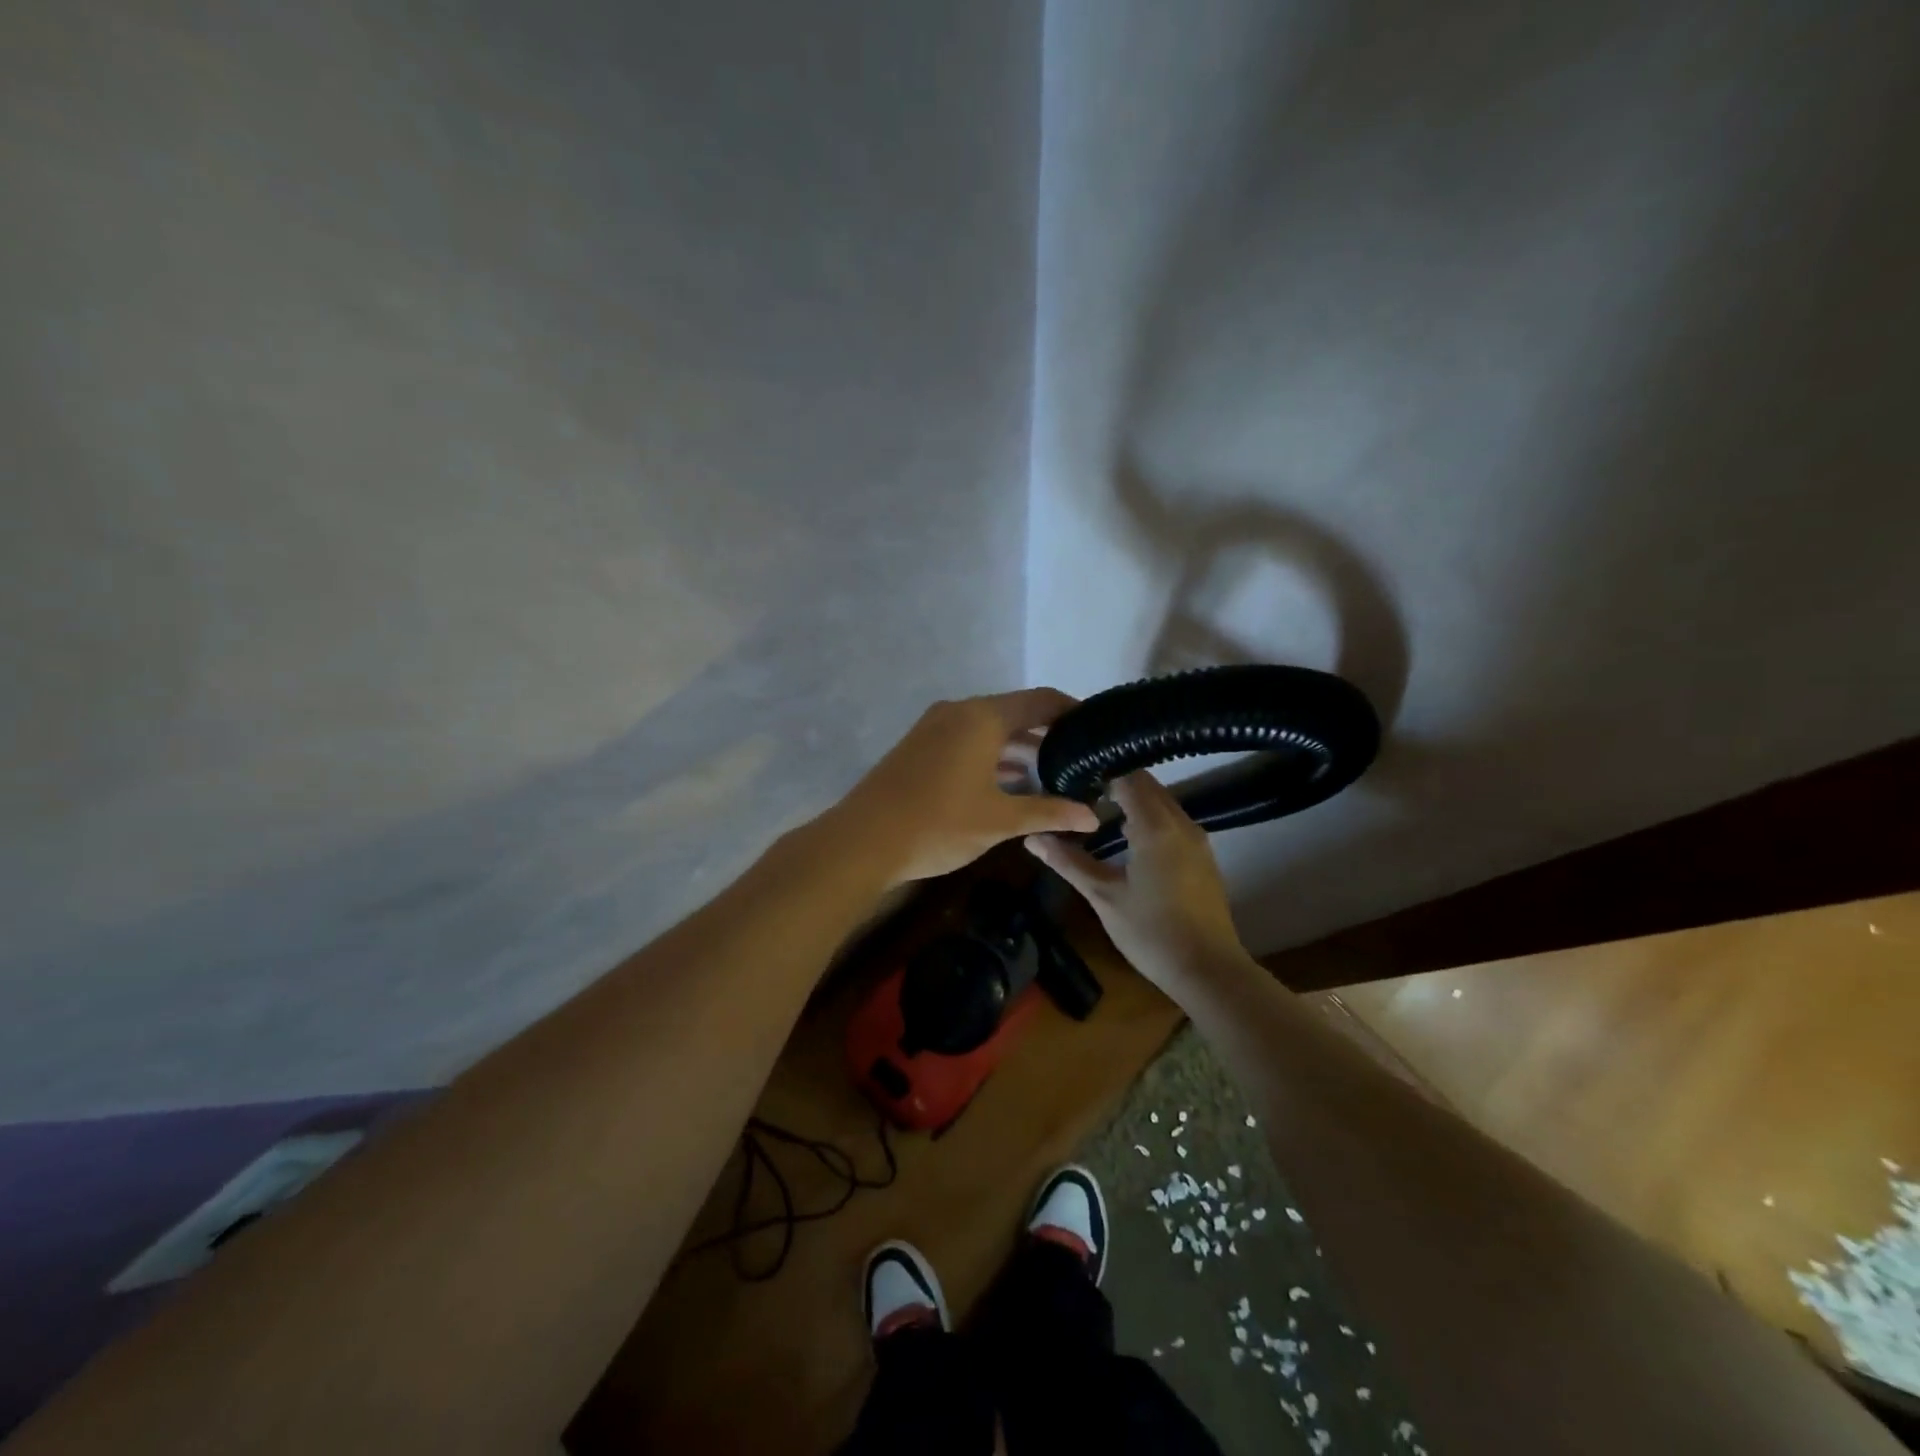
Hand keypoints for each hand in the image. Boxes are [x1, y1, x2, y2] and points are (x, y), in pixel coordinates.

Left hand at [829, 689, 1101, 886]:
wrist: (862, 841)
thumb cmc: (939, 824)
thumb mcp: (1000, 821)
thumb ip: (1048, 813)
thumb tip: (1094, 818)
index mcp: (982, 717)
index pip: (1040, 700)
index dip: (1072, 711)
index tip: (1098, 729)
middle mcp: (958, 712)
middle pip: (1014, 713)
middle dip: (1047, 734)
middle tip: (1080, 759)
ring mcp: (934, 728)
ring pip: (988, 729)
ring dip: (1018, 748)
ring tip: (1052, 775)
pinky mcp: (918, 747)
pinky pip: (967, 741)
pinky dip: (992, 756)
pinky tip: (1009, 784)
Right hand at [1025, 770, 1248, 993]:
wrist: (1208, 971)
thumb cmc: (1151, 932)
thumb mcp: (1103, 896)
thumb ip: (1068, 862)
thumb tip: (1032, 837)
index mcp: (1156, 827)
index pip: (1127, 777)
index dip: (1098, 772)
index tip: (1070, 776)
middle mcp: (1181, 823)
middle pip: (1147, 784)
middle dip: (1114, 782)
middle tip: (1076, 791)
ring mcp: (1197, 839)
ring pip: (1162, 801)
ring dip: (1132, 800)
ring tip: (1096, 811)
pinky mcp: (1202, 856)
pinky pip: (1172, 820)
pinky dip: (1148, 816)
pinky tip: (1126, 837)